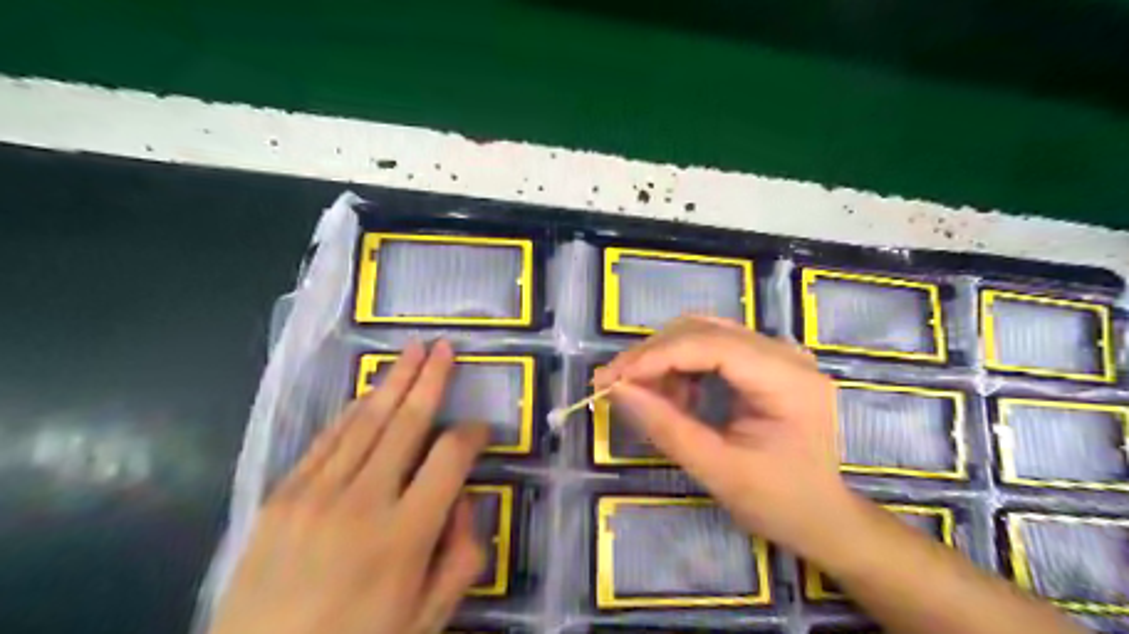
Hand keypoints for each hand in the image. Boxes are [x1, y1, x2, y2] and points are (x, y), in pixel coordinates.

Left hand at [207, 342, 492, 633]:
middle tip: (446, 347)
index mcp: (405, 535)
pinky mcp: (280, 496)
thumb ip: (461, 557)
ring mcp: (315, 494)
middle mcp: (363, 502)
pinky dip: (351, 412)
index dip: (473, 434)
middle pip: (407, 423)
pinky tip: (368, 393)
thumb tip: (464, 501)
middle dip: (431, 380)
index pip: (451, 458)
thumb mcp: (428, 619)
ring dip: (393, 381)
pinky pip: (325, 440)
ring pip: (365, 422)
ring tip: (413, 351)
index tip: (482, 429)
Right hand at [594, 317, 852, 553]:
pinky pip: (712, 346)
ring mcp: (777, 353)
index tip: (611, 379)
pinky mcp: (766, 361)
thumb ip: (666, 427)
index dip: (655, 356)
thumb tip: (616, 389)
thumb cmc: (778, 501)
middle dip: (653, 354)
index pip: (711, 345)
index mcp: (787, 380)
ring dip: (665, 358)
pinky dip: (682, 365)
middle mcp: (785, 353)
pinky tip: (675, 394)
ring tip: (646, 394)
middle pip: (704, 330)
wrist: (822, 516)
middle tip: (615, 384)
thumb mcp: (717, 470)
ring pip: (703, 332)